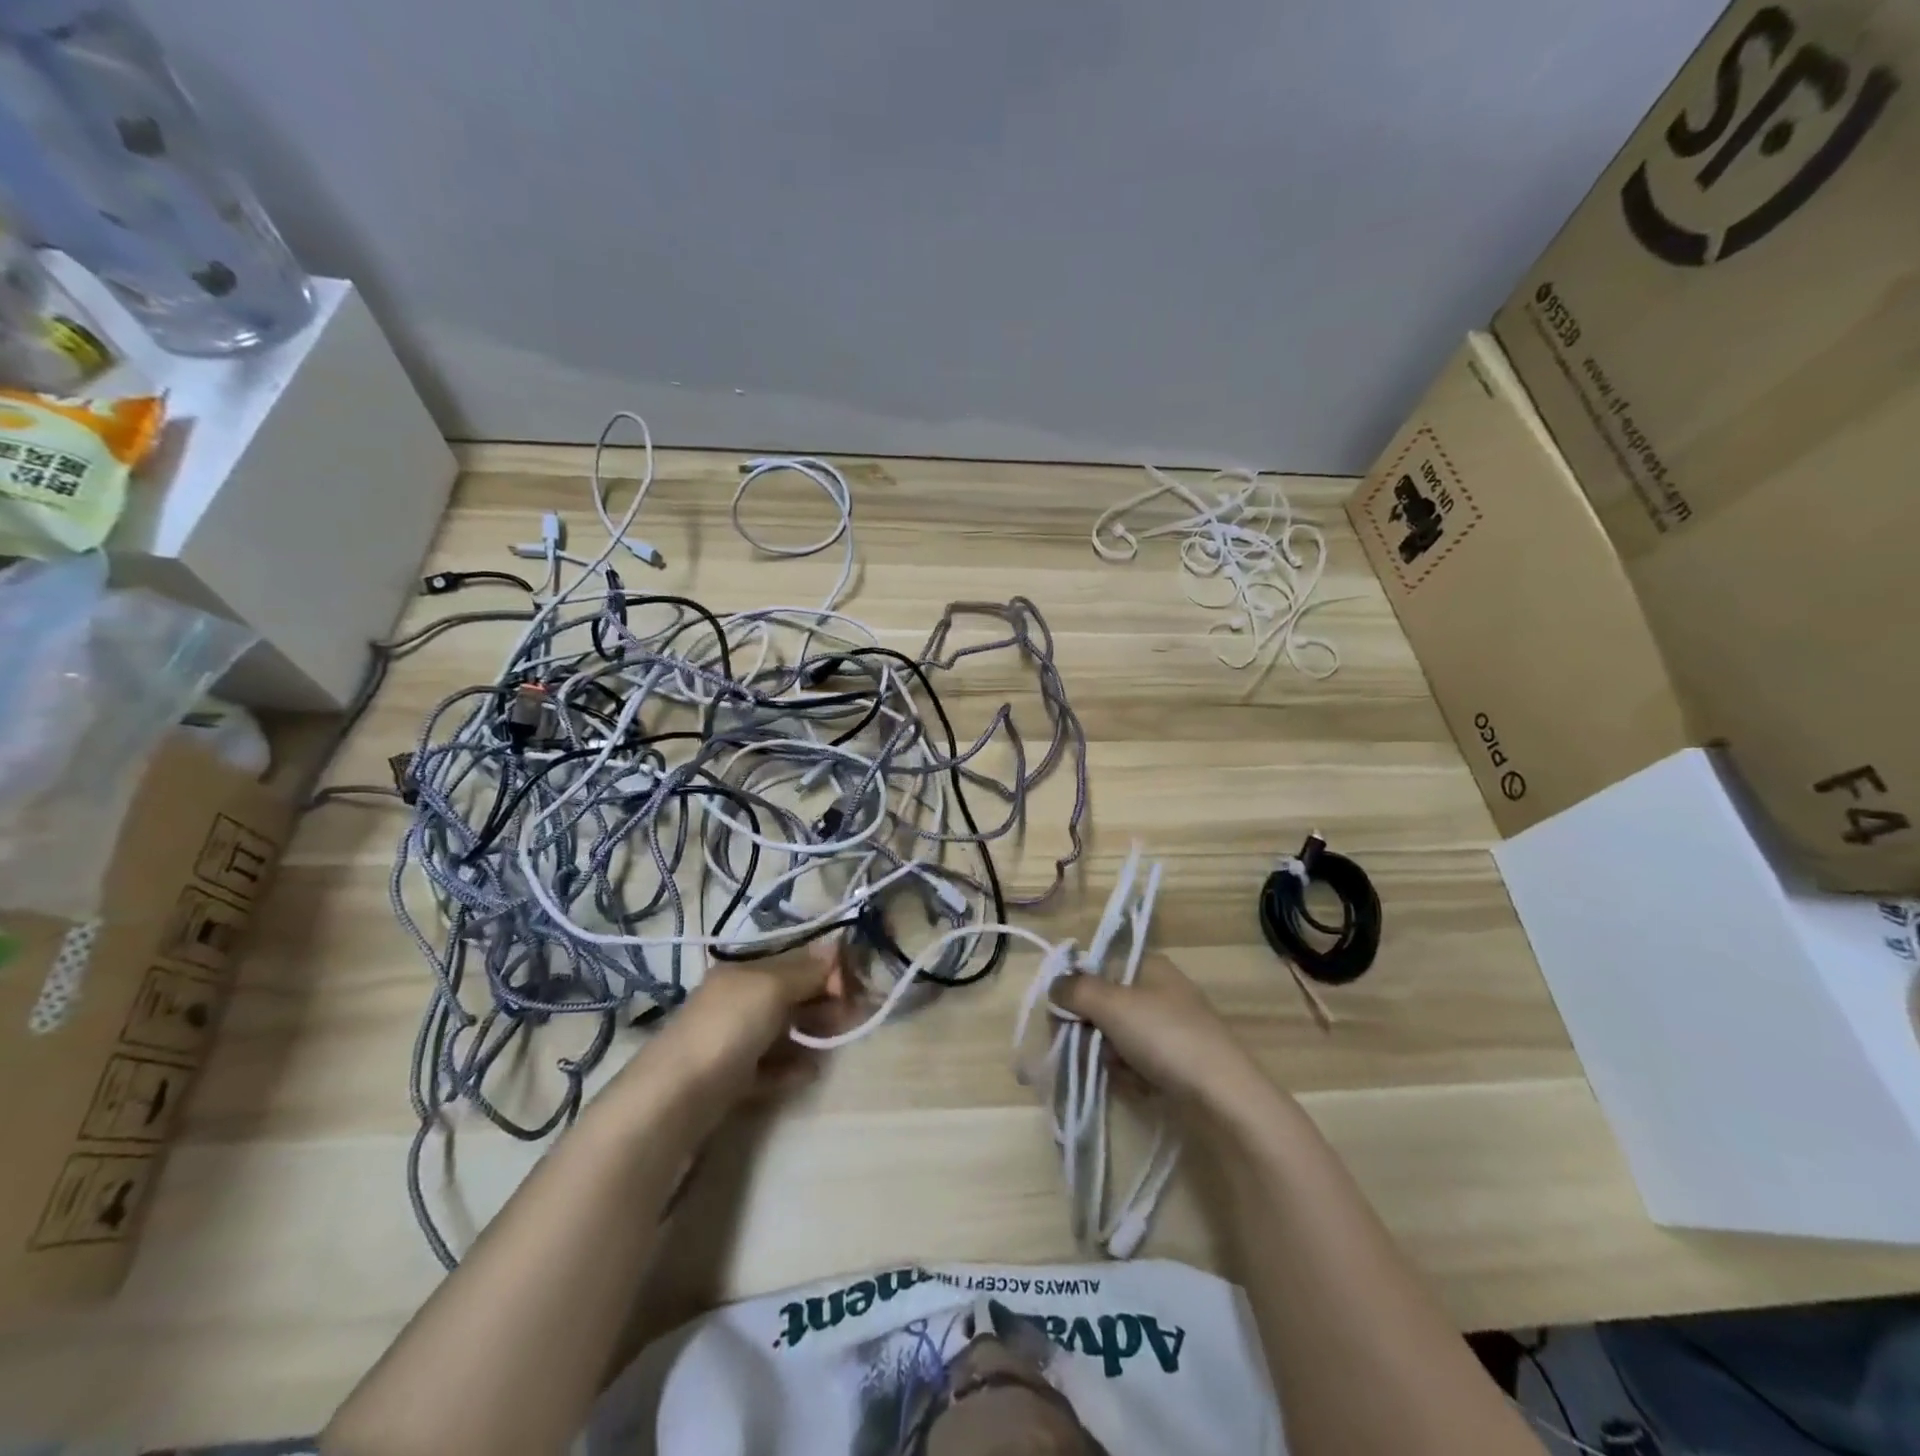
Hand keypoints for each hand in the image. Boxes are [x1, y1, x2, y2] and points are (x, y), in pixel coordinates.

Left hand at [650, 940, 857, 1105]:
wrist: (672, 1101)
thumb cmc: (727, 1030)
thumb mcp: (771, 988)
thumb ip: (805, 971)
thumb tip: (835, 948)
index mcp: (743, 971)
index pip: (794, 960)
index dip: (826, 968)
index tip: (853, 986)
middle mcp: (736, 1000)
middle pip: (790, 994)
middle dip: (823, 1001)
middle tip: (852, 1017)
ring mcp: (731, 1041)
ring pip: (782, 1030)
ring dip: (812, 1033)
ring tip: (834, 1044)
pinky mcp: (730, 1080)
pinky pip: (770, 1066)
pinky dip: (791, 1066)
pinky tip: (809, 1072)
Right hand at [1049, 951, 1272, 1115]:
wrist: (1224, 1098)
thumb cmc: (1165, 1037)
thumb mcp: (1112, 1004)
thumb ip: (1076, 989)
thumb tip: (1055, 984)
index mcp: (1151, 966)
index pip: (1100, 965)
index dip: (1077, 986)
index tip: (1061, 1012)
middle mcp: (1161, 992)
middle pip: (1106, 1003)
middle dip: (1090, 1027)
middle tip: (1082, 1045)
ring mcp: (1171, 1029)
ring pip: (1118, 1036)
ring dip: (1107, 1054)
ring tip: (1114, 1070)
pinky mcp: (1178, 1064)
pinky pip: (1137, 1062)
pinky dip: (1129, 1074)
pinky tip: (1134, 1086)